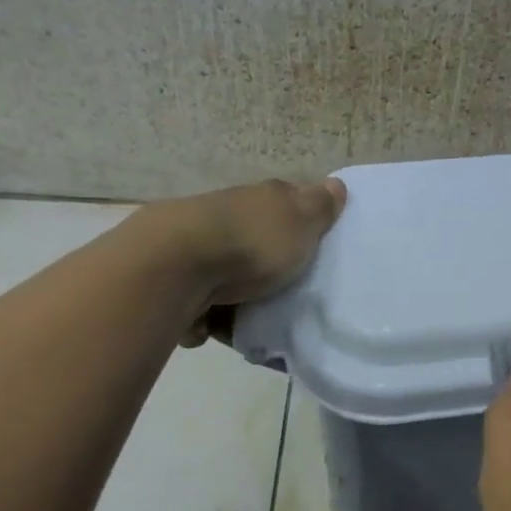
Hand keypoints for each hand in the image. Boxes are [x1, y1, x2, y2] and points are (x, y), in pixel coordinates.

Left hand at [157, 177, 346, 345]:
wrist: (176, 265)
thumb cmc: (251, 242)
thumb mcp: (300, 222)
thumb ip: (319, 207)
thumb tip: (335, 183)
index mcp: (260, 200)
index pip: (286, 204)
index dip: (300, 224)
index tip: (312, 249)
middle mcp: (227, 216)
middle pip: (254, 240)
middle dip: (266, 265)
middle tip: (286, 293)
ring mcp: (197, 245)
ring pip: (226, 272)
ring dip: (237, 295)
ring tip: (253, 320)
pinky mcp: (174, 278)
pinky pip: (200, 302)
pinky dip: (208, 316)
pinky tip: (217, 327)